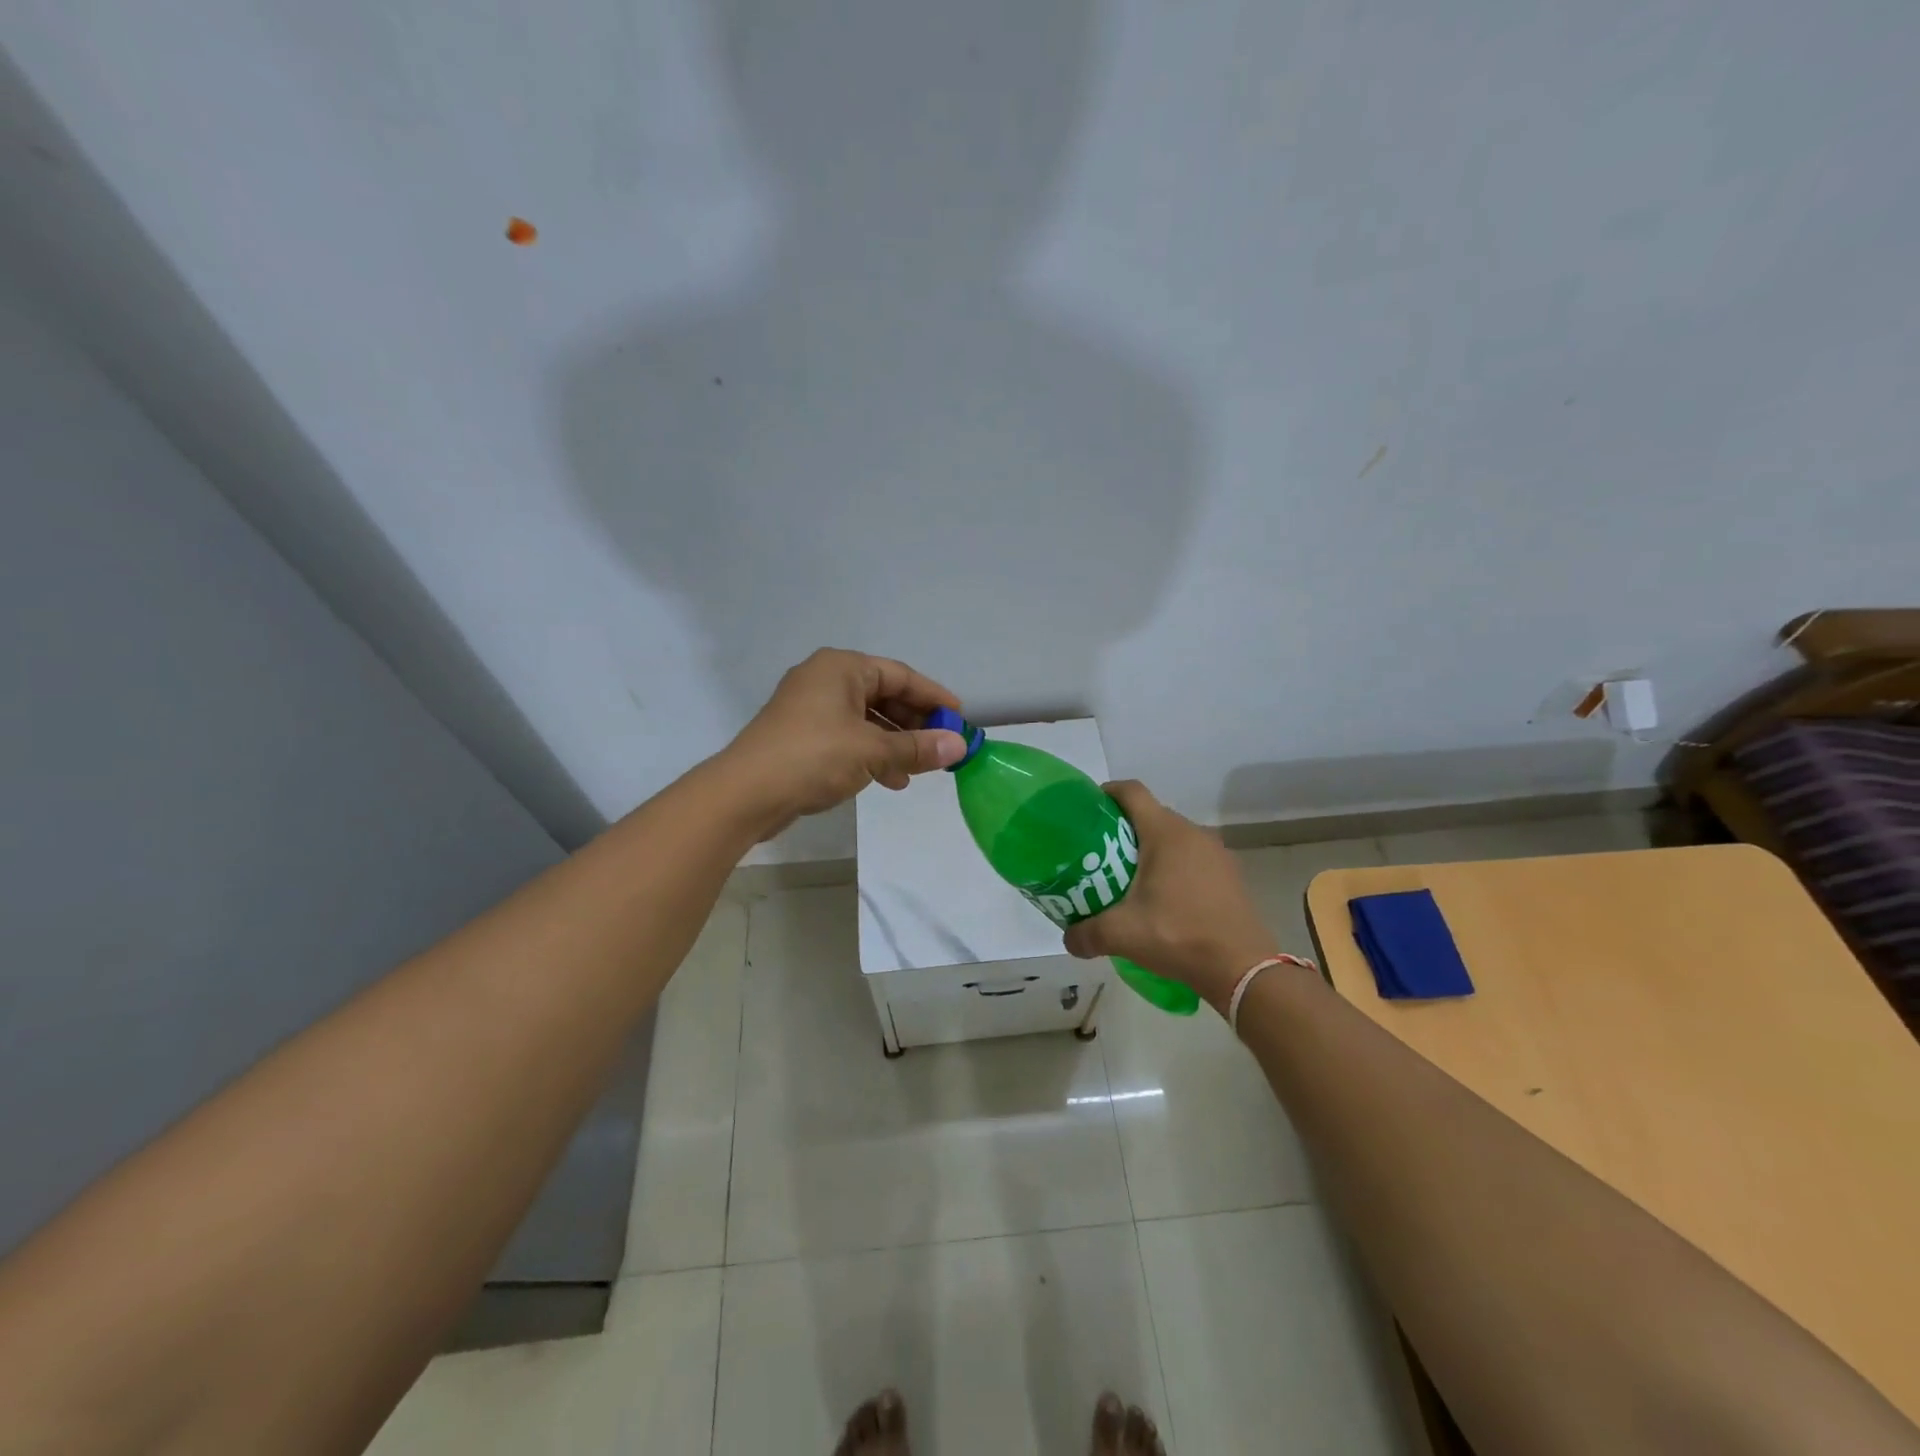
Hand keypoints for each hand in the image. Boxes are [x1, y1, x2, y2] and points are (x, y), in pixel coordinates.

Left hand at [720, 648, 966, 838]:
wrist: (746, 793)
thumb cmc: (813, 757)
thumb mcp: (872, 751)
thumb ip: (917, 747)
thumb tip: (960, 746)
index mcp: (842, 668)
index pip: (900, 675)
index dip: (934, 697)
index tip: (961, 718)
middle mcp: (826, 680)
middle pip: (884, 696)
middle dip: (915, 723)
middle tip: (942, 747)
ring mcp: (811, 708)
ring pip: (867, 719)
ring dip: (895, 743)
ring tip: (919, 770)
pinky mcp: (802, 736)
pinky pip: (849, 737)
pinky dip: (872, 754)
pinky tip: (889, 780)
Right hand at [1062, 781, 1280, 1011]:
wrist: (1242, 969)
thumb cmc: (1178, 936)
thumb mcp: (1122, 934)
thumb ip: (1086, 933)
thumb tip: (1068, 939)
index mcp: (1165, 833)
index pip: (1132, 792)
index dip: (1107, 792)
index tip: (1088, 809)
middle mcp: (1193, 833)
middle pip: (1151, 815)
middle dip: (1122, 828)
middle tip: (1099, 854)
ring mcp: (1216, 853)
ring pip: (1173, 838)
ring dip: (1149, 850)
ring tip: (1128, 878)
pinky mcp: (1229, 875)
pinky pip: (1192, 858)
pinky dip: (1173, 867)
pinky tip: (1162, 899)